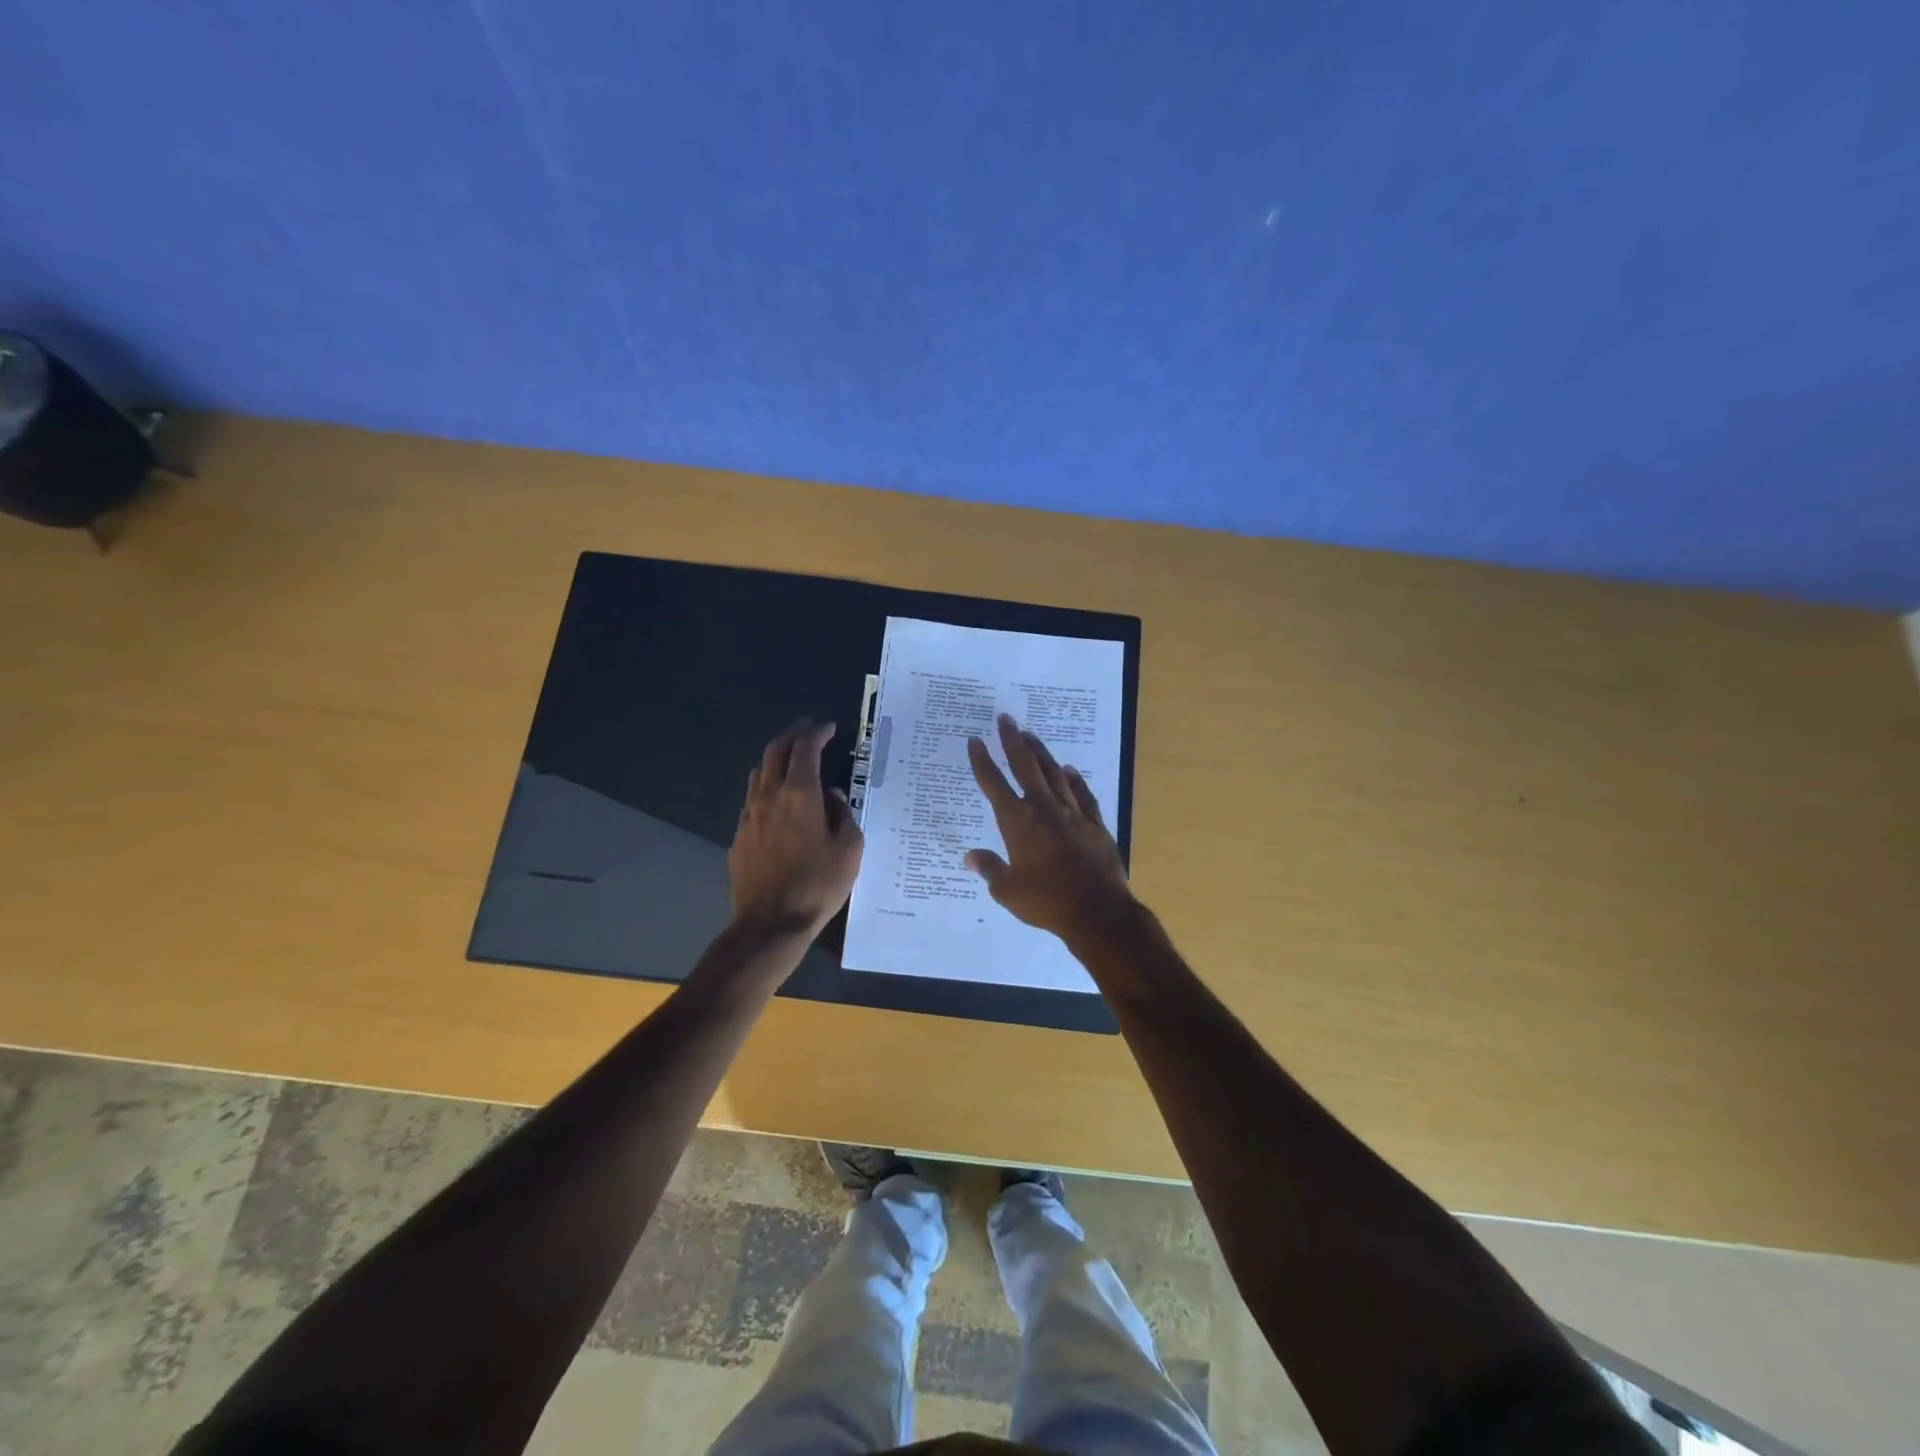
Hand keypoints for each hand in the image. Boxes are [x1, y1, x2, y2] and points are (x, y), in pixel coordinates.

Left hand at [729, 720, 863, 938]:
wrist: (770, 924)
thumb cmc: (818, 885)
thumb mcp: (849, 849)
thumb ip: (843, 815)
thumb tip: (832, 797)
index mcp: (799, 794)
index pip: (805, 748)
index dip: (818, 733)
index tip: (830, 728)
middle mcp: (769, 796)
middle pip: (775, 751)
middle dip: (793, 735)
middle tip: (809, 731)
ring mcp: (749, 815)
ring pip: (759, 772)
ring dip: (777, 759)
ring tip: (794, 761)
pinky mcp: (739, 836)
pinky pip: (753, 798)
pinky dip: (767, 787)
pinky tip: (779, 801)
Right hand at [965, 713, 1135, 944]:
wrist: (1097, 911)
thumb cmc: (1046, 902)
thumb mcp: (1007, 890)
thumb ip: (989, 868)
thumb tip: (970, 856)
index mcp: (1017, 822)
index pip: (994, 784)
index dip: (982, 761)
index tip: (975, 741)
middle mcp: (1044, 809)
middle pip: (1025, 766)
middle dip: (1013, 741)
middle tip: (1005, 719)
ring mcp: (1072, 814)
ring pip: (1054, 774)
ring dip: (1041, 753)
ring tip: (1030, 736)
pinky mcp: (1095, 824)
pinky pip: (1083, 794)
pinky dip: (1074, 780)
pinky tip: (1069, 770)